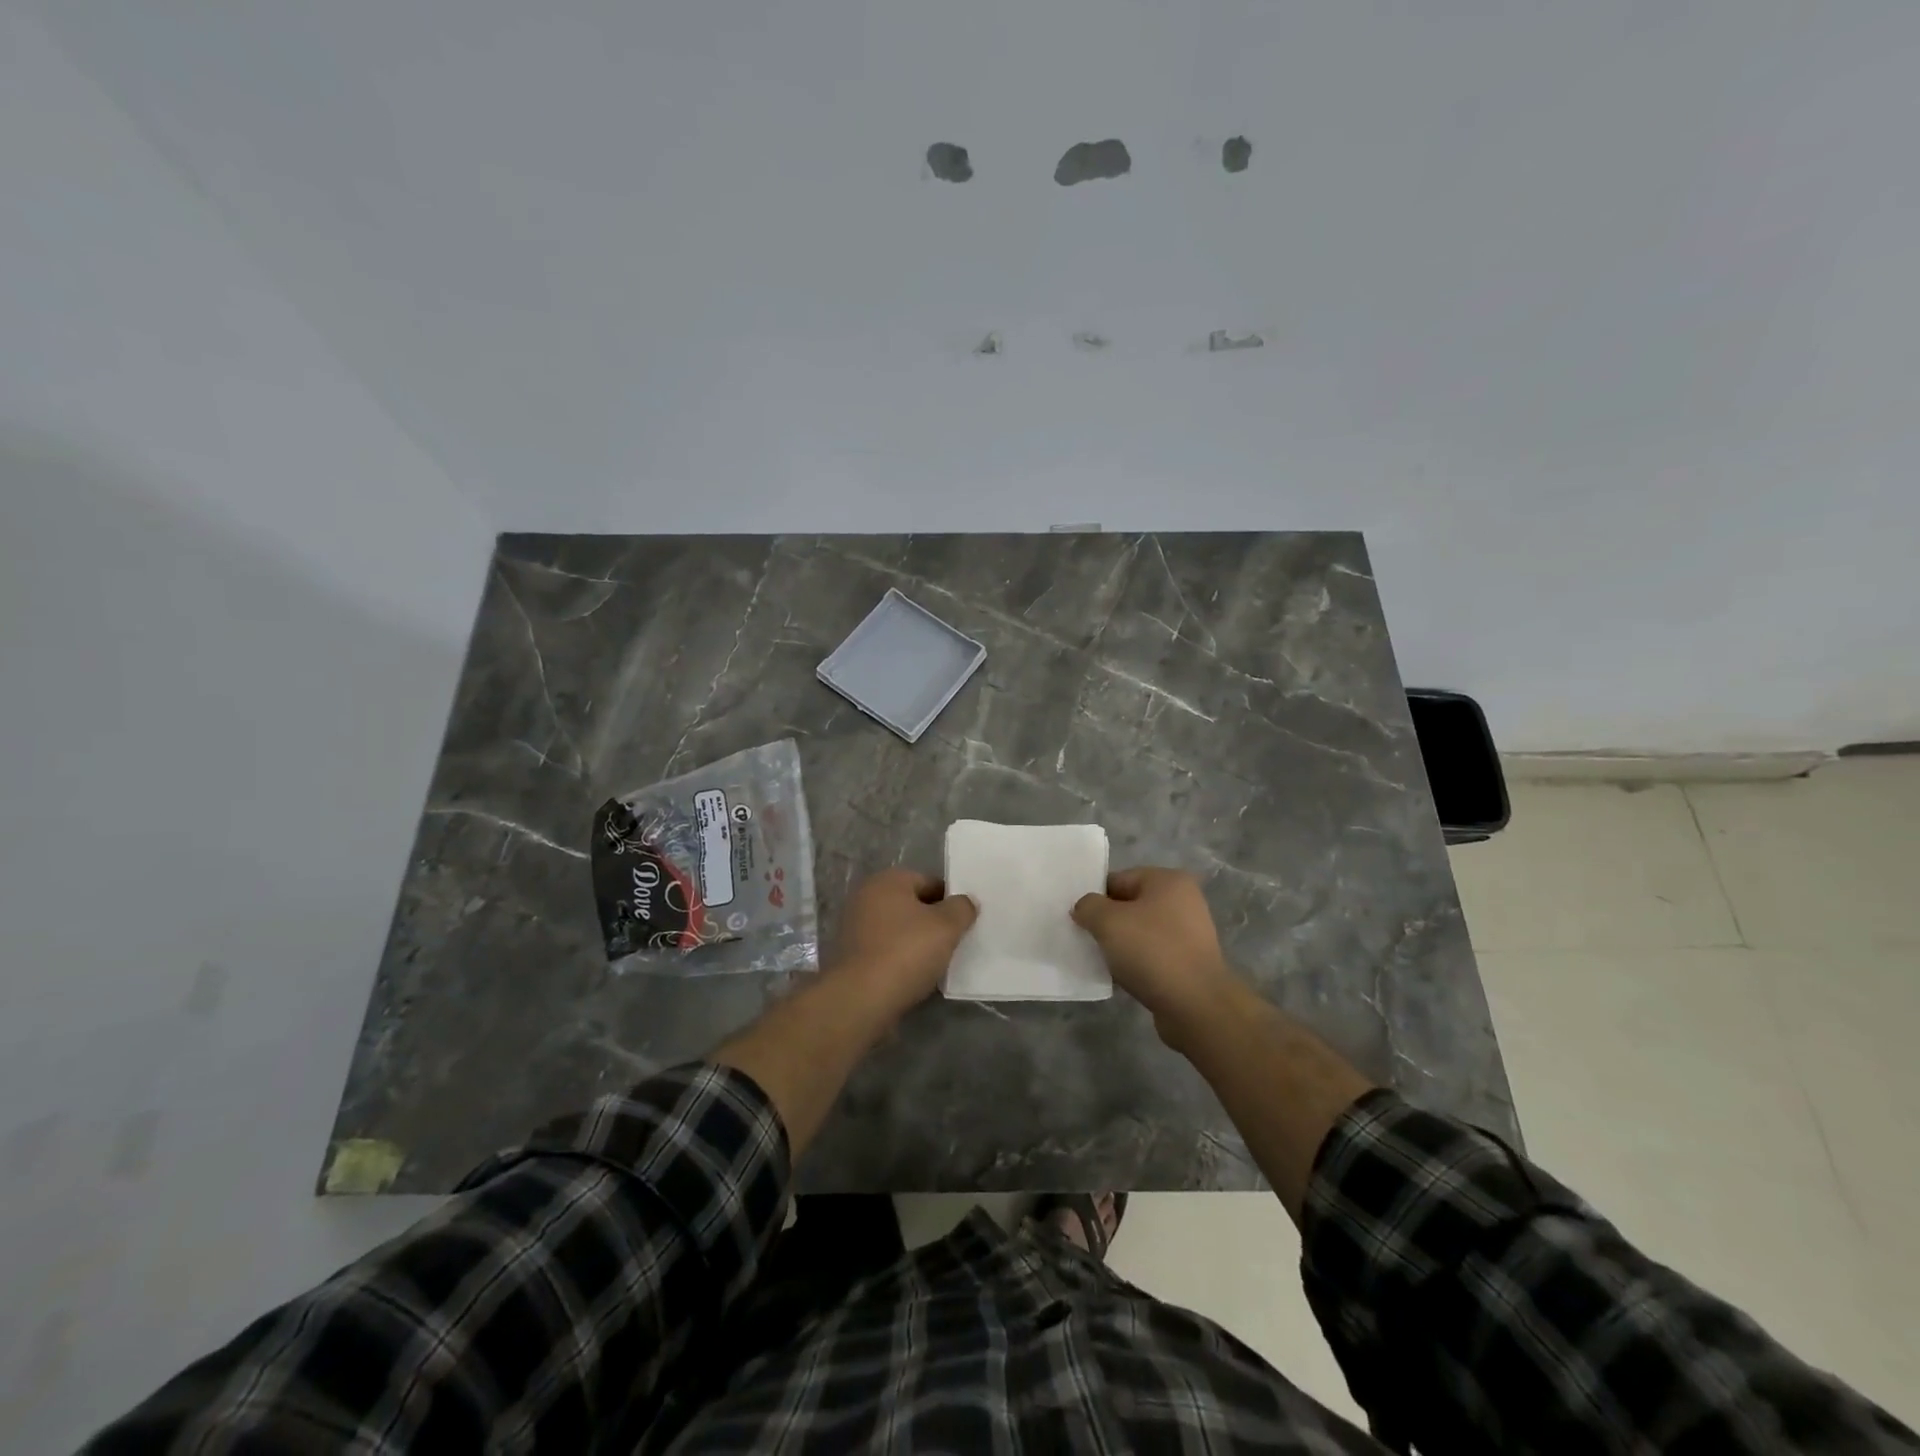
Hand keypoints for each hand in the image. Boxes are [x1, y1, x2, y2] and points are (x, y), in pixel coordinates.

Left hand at [828, 869, 977, 1017]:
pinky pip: (885, 950)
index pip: (929, 882)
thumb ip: (962, 908)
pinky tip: (913, 977)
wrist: (860, 999)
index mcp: (887, 881)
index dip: (950, 902)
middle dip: (933, 923)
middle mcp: (866, 896)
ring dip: (916, 943)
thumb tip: (966, 902)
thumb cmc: (906, 952)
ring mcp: (854, 926)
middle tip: (953, 943)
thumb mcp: (946, 926)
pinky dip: (899, 959)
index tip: (964, 924)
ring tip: (935, 964)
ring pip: (898, 930)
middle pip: (912, 906)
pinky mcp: (850, 955)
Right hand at [1072, 868, 1237, 1034]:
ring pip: (1140, 933)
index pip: (1119, 879)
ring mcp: (1189, 934)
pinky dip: (1135, 964)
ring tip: (1101, 961)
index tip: (1077, 919)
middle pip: (1130, 906)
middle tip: (1085, 939)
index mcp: (1168, 881)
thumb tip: (1083, 908)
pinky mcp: (1189, 963)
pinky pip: (1152, 956)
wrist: (1196, 1006)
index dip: (1095, 897)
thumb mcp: (1108, 921)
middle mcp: (1183, 902)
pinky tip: (1121, 978)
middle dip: (1107, 923)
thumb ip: (1088, 906)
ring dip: (1120, 946)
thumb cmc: (1152, 951)